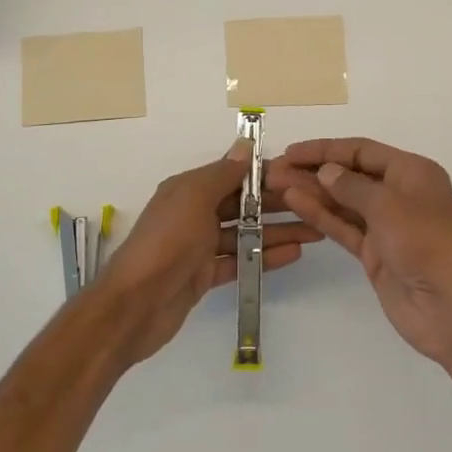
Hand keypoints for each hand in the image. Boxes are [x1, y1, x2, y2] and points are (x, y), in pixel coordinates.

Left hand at [94, 141, 320, 365]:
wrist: (134, 305)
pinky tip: (294, 254)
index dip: (265, 174)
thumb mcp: (193, 198)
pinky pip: (241, 261)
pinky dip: (265, 257)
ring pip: (245, 233)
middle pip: (243, 204)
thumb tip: (244, 146)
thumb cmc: (166, 243)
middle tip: (316, 204)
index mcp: (188, 189)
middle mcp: (194, 213)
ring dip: (278, 231)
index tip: (300, 175)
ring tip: (316, 231)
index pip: (233, 175)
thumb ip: (222, 174)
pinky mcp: (205, 275)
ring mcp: (200, 247)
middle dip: (278, 204)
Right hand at [268, 137, 451, 365]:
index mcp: (412, 172)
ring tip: (276, 185)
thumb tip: (326, 171)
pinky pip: (344, 227)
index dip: (326, 149)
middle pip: (350, 175)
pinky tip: (295, 204)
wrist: (450, 307)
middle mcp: (399, 194)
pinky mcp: (375, 253)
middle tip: (275, 171)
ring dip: (312, 192)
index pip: (362, 151)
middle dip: (314, 171)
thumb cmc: (426, 243)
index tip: (292, 152)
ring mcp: (386, 225)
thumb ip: (352, 186)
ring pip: (343, 202)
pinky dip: (321, 215)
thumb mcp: (389, 205)